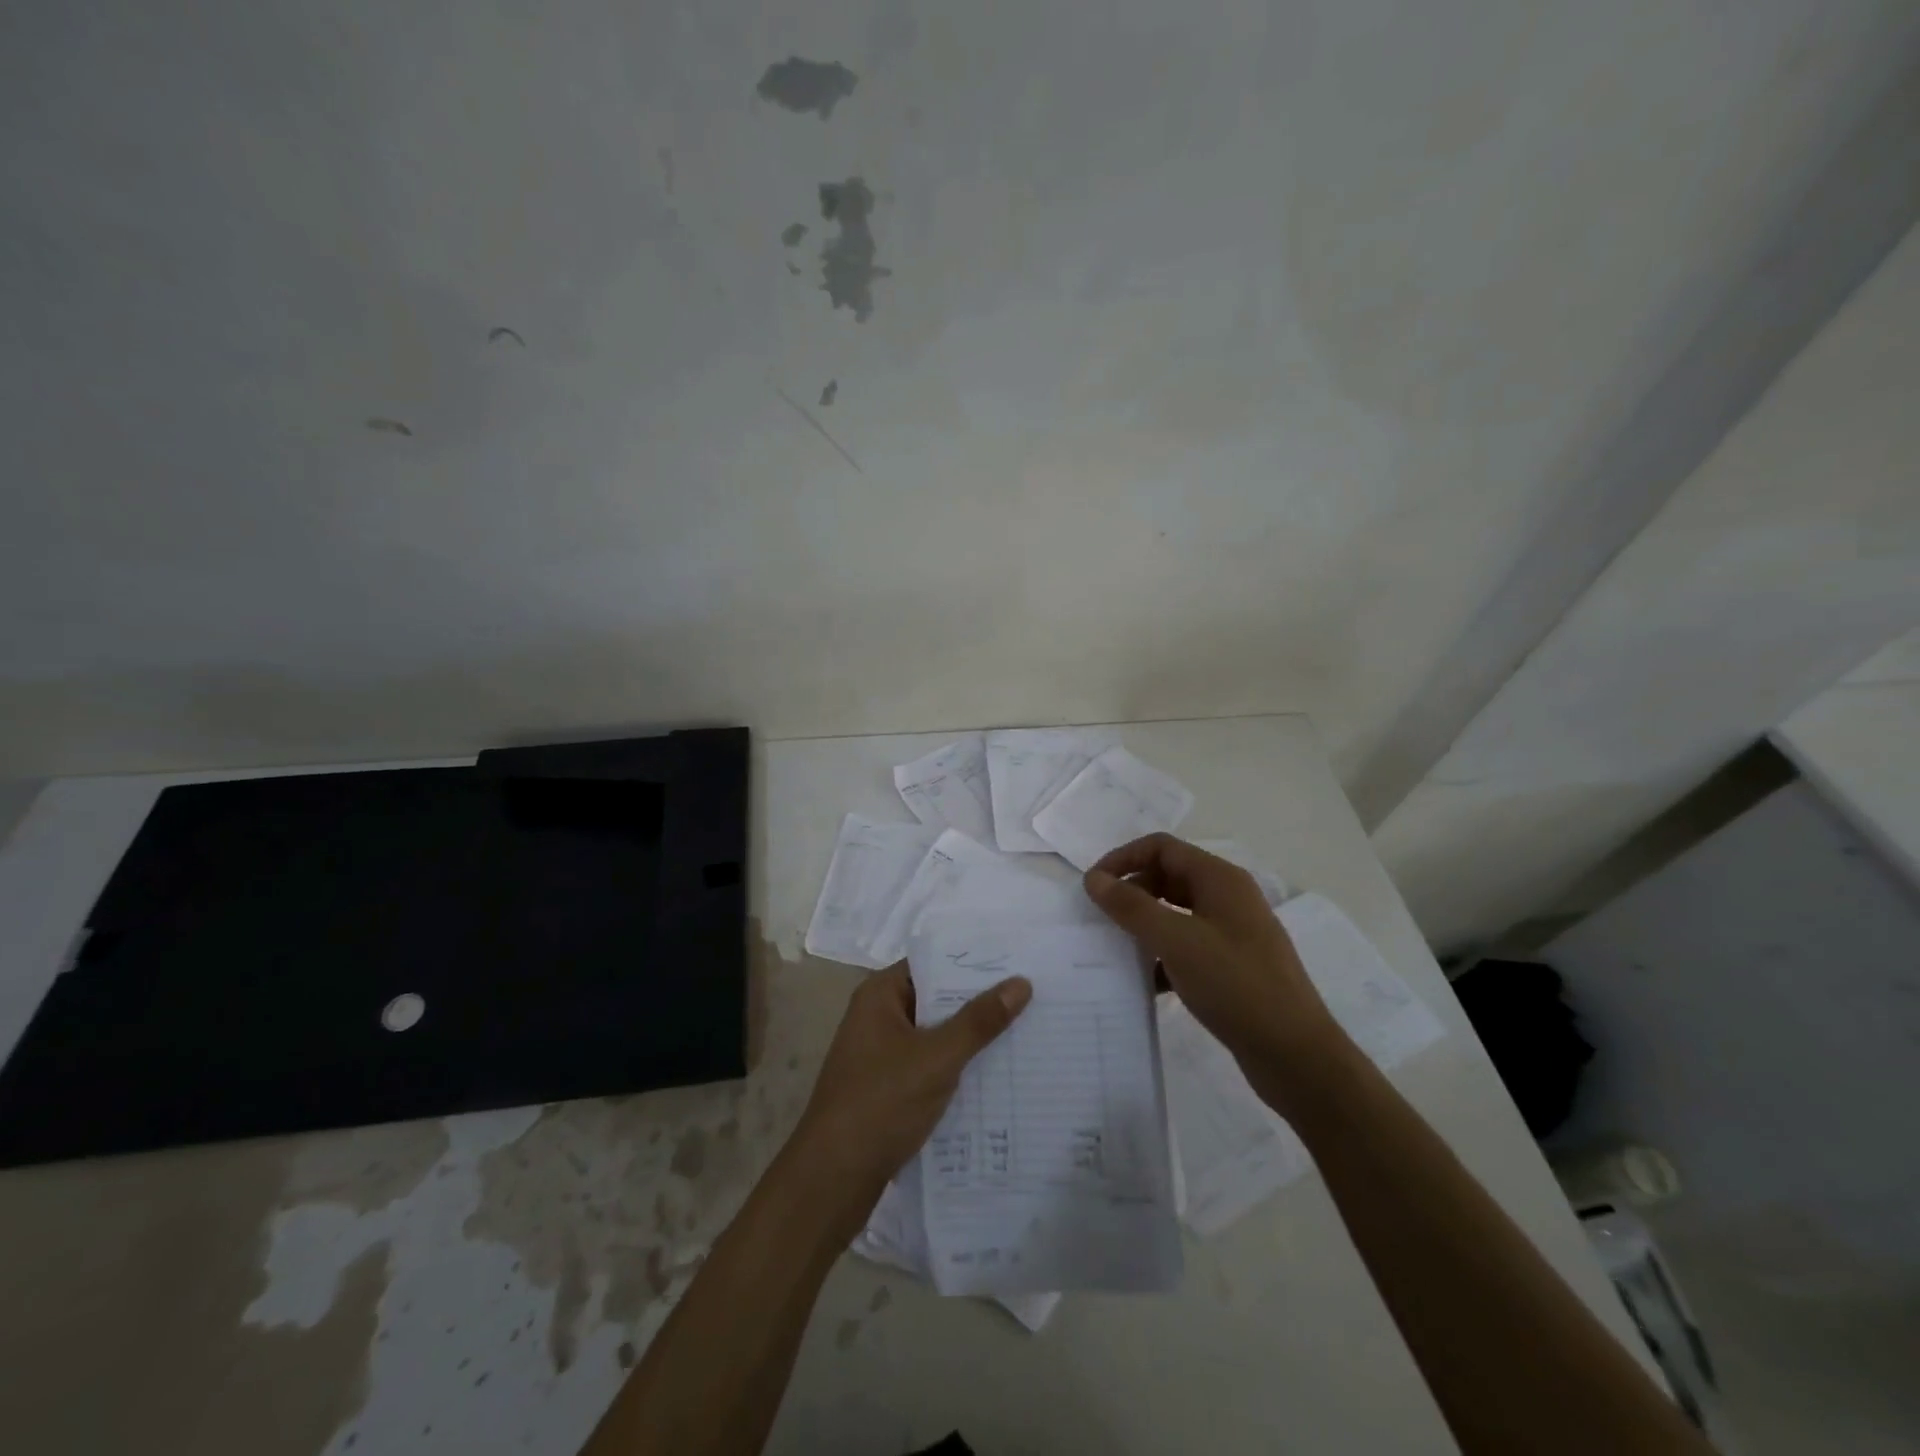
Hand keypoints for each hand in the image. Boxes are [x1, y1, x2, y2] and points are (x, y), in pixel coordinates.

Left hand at [790, 965, 1030, 1210]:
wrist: (832, 1180)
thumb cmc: (880, 1103)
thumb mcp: (936, 1058)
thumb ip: (979, 1021)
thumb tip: (1021, 982)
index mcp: (880, 995)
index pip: (933, 963)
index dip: (974, 961)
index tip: (1018, 961)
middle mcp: (878, 1017)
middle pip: (937, 999)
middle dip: (979, 1002)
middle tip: (1034, 995)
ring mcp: (881, 1055)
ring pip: (936, 1035)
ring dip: (972, 1038)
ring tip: (1027, 1031)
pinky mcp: (888, 1089)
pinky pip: (930, 1066)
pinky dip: (958, 1068)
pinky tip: (997, 1076)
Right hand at [1084, 833, 1343, 1082]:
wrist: (1295, 1055)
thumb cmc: (1236, 986)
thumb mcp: (1177, 941)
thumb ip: (1132, 907)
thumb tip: (1094, 878)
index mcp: (1220, 879)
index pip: (1161, 847)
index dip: (1123, 859)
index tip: (1093, 886)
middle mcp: (1228, 898)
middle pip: (1168, 876)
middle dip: (1132, 892)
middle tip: (1102, 919)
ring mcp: (1232, 932)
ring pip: (1176, 913)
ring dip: (1144, 925)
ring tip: (1116, 948)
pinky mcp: (1231, 966)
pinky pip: (1187, 946)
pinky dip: (1162, 956)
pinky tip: (1145, 982)